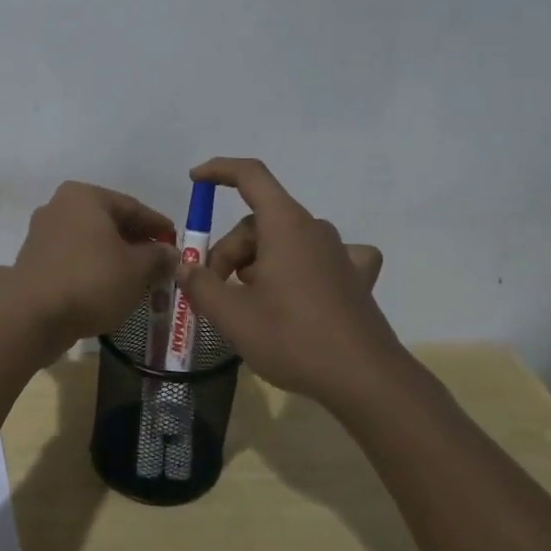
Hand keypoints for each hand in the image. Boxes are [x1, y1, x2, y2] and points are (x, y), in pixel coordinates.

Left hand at [0, 182, 176, 346]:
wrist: (32, 318)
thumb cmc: (91, 281)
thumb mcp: (137, 269)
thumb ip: (158, 257)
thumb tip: (170, 253)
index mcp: (85, 197)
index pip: (132, 207)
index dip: (158, 226)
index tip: (175, 242)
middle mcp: (58, 207)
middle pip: (107, 224)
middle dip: (133, 243)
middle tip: (157, 263)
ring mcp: (39, 236)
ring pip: (86, 244)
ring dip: (108, 259)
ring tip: (131, 280)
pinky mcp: (29, 264)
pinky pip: (66, 264)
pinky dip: (83, 273)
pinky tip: (96, 290)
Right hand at [175, 158, 400, 404]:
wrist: (364, 379)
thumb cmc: (293, 338)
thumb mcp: (233, 316)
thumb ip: (201, 285)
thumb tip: (186, 267)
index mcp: (285, 225)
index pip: (251, 176)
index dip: (219, 171)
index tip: (195, 180)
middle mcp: (314, 229)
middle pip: (259, 223)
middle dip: (230, 252)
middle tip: (215, 293)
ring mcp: (339, 253)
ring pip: (285, 242)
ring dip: (259, 264)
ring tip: (248, 305)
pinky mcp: (355, 279)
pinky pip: (325, 258)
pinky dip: (304, 266)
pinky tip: (303, 288)